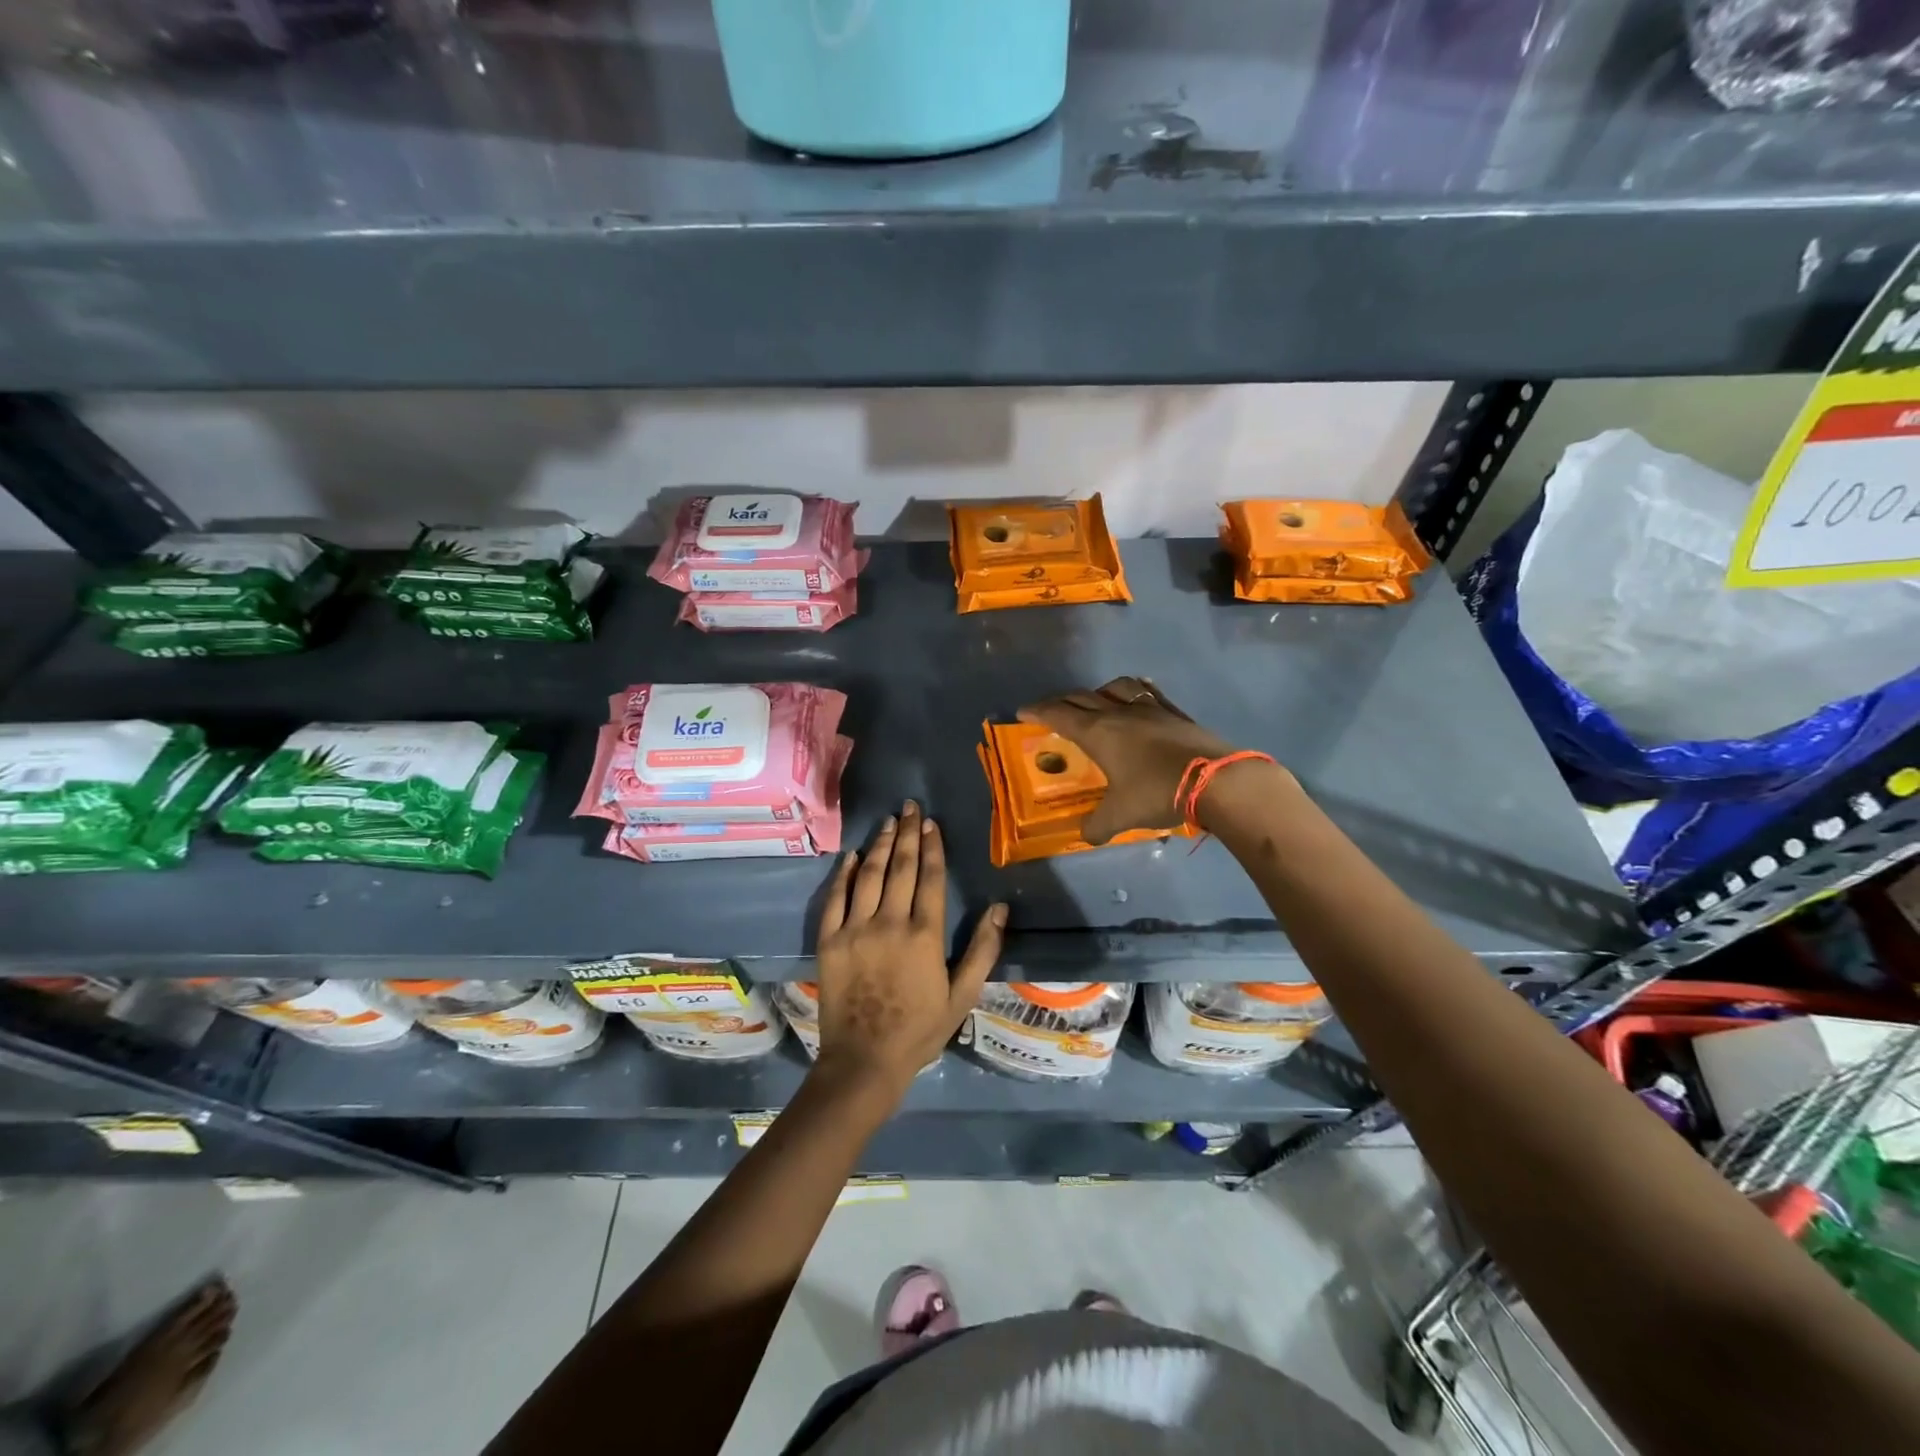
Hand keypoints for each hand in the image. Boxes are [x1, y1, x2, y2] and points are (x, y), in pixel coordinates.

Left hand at [813, 799, 1006, 1099]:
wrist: (864, 1061)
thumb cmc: (920, 1030)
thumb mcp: (963, 995)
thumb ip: (983, 949)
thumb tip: (1000, 907)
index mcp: (924, 935)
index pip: (929, 877)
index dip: (932, 847)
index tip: (932, 823)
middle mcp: (889, 923)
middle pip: (900, 867)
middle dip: (907, 834)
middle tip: (911, 807)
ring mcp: (855, 929)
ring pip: (870, 875)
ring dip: (880, 845)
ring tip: (888, 821)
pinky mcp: (830, 940)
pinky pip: (836, 898)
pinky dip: (845, 874)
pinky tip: (853, 856)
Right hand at [1018, 677, 1259, 843]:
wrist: (1218, 780)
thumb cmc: (1158, 793)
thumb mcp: (1120, 816)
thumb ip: (1097, 826)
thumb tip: (1086, 834)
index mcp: (1098, 733)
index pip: (1059, 715)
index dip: (1038, 712)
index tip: (1022, 712)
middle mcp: (1119, 713)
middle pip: (1082, 697)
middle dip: (1061, 702)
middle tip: (1051, 711)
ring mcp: (1150, 709)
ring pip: (1115, 688)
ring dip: (1097, 692)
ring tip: (1095, 702)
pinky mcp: (1175, 713)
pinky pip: (1147, 693)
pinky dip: (1133, 692)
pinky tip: (1137, 698)